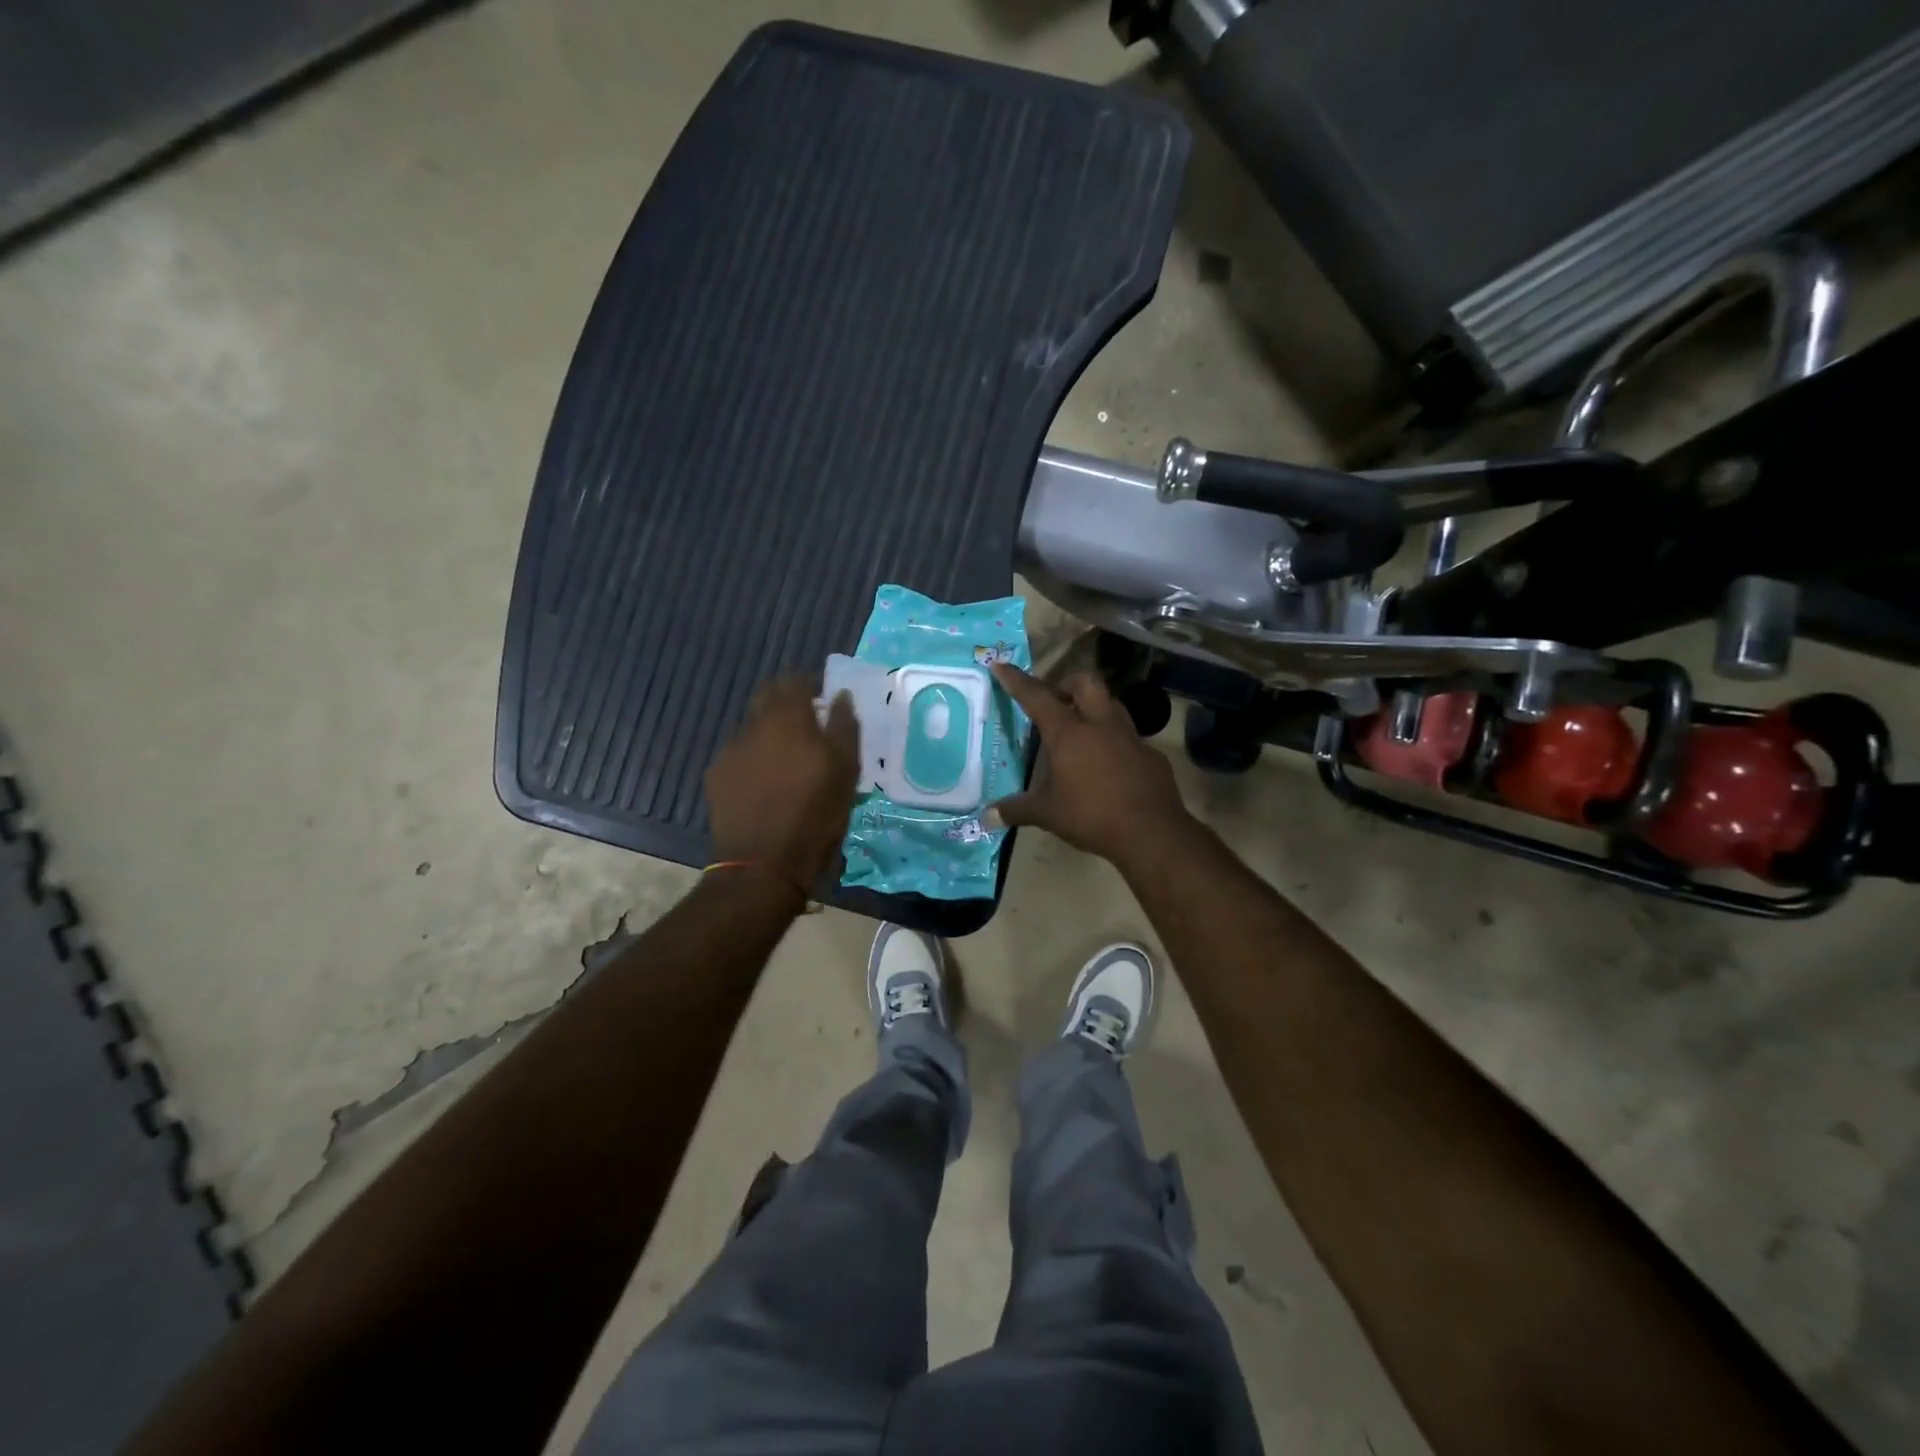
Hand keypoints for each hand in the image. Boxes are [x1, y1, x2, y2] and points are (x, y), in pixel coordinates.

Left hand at [707, 677, 859, 895]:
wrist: (763, 865)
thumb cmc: (816, 814)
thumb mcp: (846, 770)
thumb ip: (844, 726)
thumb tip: (839, 695)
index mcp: (788, 718)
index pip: (795, 680)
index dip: (811, 685)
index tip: (824, 699)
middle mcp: (754, 725)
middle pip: (768, 697)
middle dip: (787, 702)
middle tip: (808, 723)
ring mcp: (731, 750)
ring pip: (753, 726)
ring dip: (771, 731)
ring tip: (788, 758)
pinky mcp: (717, 776)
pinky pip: (740, 753)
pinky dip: (755, 757)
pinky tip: (767, 782)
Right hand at [985, 663, 1192, 864]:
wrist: (1151, 832)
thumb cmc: (1091, 815)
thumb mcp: (1047, 814)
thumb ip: (1016, 810)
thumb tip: (986, 817)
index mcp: (1069, 733)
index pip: (1037, 697)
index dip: (1017, 680)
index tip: (1001, 665)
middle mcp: (1100, 725)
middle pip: (1085, 683)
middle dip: (1067, 684)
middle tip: (1055, 701)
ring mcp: (1131, 738)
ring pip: (1112, 706)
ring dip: (1095, 709)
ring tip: (1082, 730)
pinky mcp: (1151, 755)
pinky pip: (1130, 738)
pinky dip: (1116, 743)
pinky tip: (1110, 765)